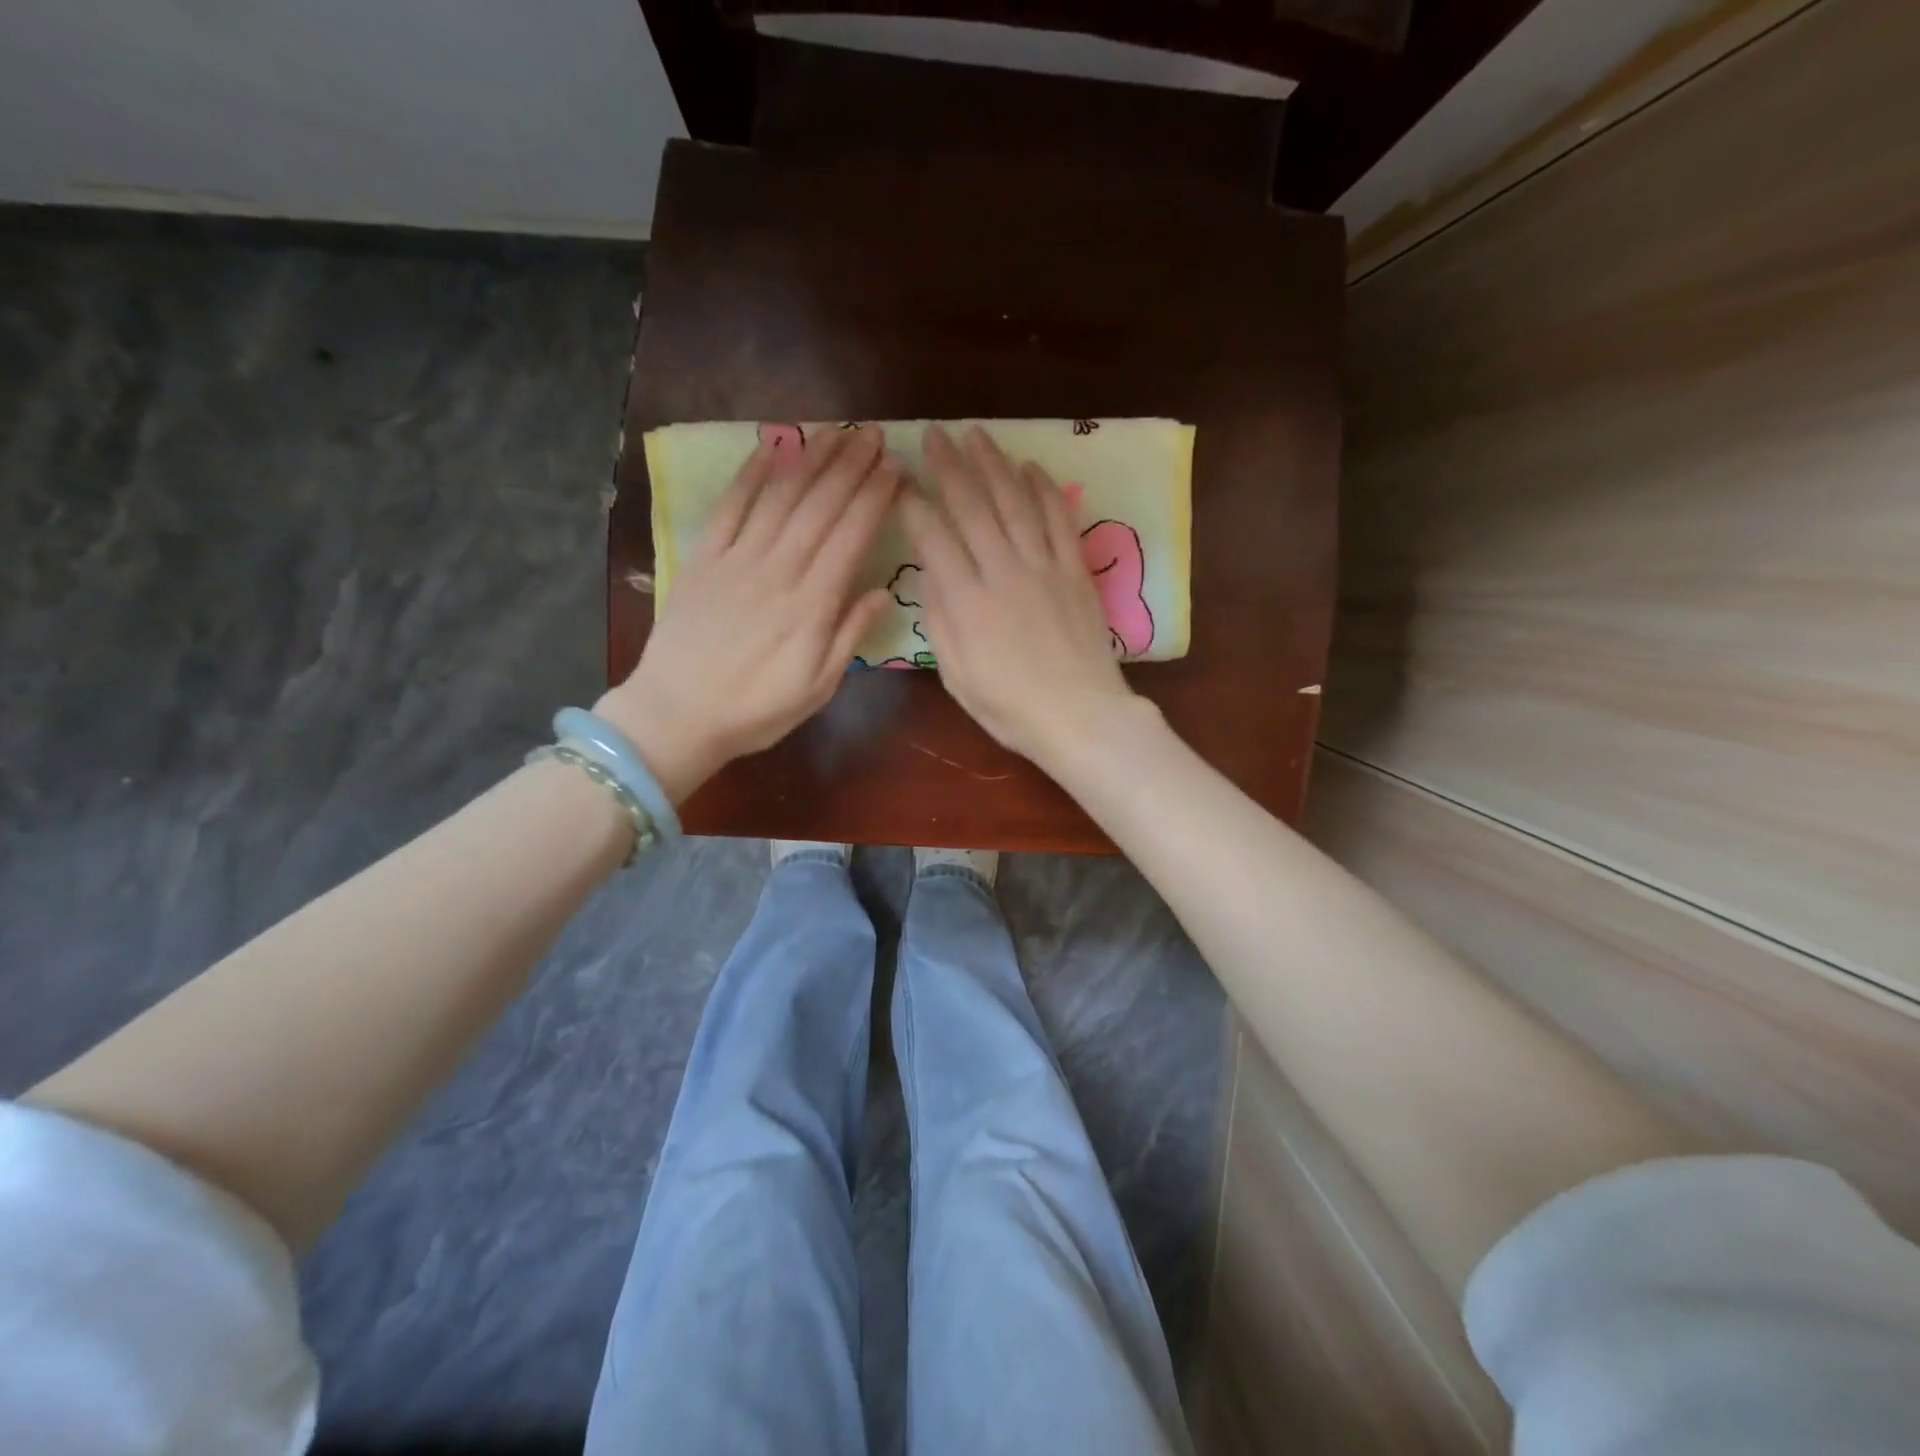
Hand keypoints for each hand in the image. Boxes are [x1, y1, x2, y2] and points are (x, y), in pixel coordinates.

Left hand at [597, 426, 897, 800]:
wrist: (677, 714)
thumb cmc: (756, 710)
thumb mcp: (818, 687)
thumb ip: (850, 636)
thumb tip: (883, 592)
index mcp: (812, 604)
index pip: (851, 537)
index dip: (875, 499)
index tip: (895, 470)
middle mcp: (779, 570)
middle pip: (820, 507)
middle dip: (850, 467)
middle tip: (873, 434)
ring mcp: (738, 559)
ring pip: (780, 498)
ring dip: (810, 461)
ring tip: (836, 432)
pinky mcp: (704, 558)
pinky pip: (730, 507)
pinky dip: (751, 475)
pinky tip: (771, 448)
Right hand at [900, 425, 1142, 771]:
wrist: (1080, 715)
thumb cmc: (1010, 706)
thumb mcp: (957, 675)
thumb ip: (939, 621)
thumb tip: (930, 574)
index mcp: (966, 602)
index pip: (933, 537)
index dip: (914, 504)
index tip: (901, 480)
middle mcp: (1002, 572)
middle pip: (972, 507)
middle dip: (949, 467)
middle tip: (934, 434)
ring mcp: (1043, 567)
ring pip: (1015, 503)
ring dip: (994, 465)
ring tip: (976, 436)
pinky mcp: (1075, 570)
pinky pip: (1059, 520)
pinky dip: (1045, 490)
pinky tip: (1031, 467)